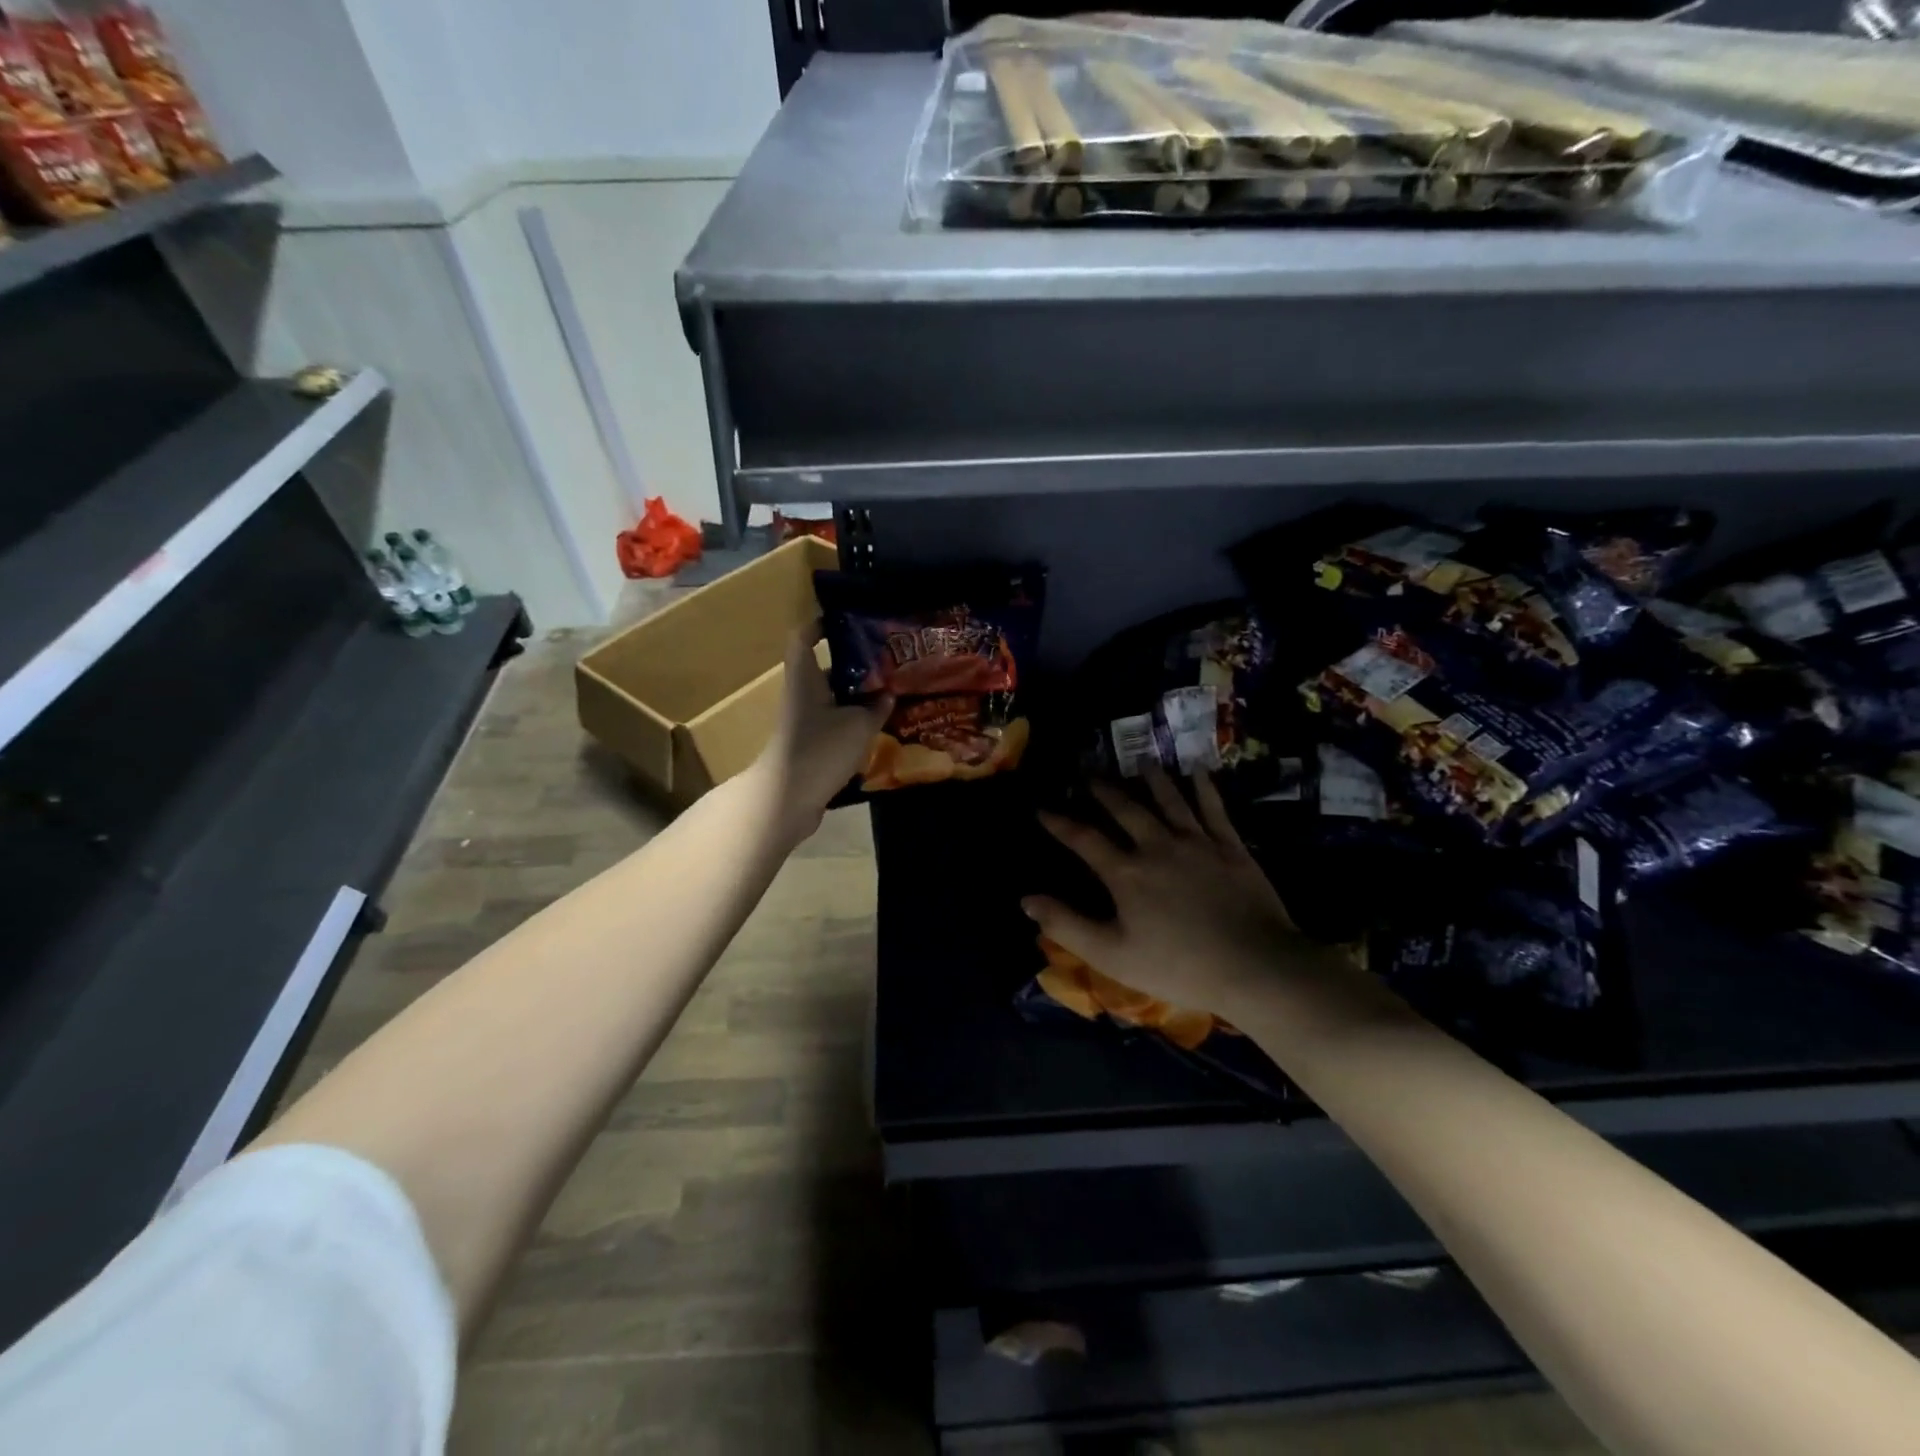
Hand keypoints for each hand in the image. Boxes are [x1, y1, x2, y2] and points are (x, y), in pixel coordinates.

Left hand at [755, 623, 891, 843]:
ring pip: (834, 700)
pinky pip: (836, 725)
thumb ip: (876, 707)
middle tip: (889, 661)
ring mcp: (805, 722)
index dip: (821, 625)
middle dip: (855, 665)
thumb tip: (887, 695)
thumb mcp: (858, 724)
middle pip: (826, 670)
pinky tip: (881, 728)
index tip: (847, 622)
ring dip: (859, 697)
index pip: (805, 638)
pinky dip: (855, 723)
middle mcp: (802, 694)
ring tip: (893, 693)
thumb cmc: (820, 749)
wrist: (788, 799)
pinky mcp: (811, 746)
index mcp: (805, 677)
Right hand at [1023, 766, 1301, 1017]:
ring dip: (1151, 779)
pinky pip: (1213, 807)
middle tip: (1088, 773)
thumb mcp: (1112, 955)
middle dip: (1102, 790)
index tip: (1042, 807)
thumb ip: (1067, 925)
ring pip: (1168, 799)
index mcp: (1125, 873)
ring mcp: (1196, 841)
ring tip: (1139, 762)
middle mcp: (1156, 845)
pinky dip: (1203, 786)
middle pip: (1124, 809)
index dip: (1059, 822)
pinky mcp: (1230, 846)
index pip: (1083, 839)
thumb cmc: (1178, 967)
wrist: (1255, 966)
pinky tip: (1197, 771)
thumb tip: (1027, 900)